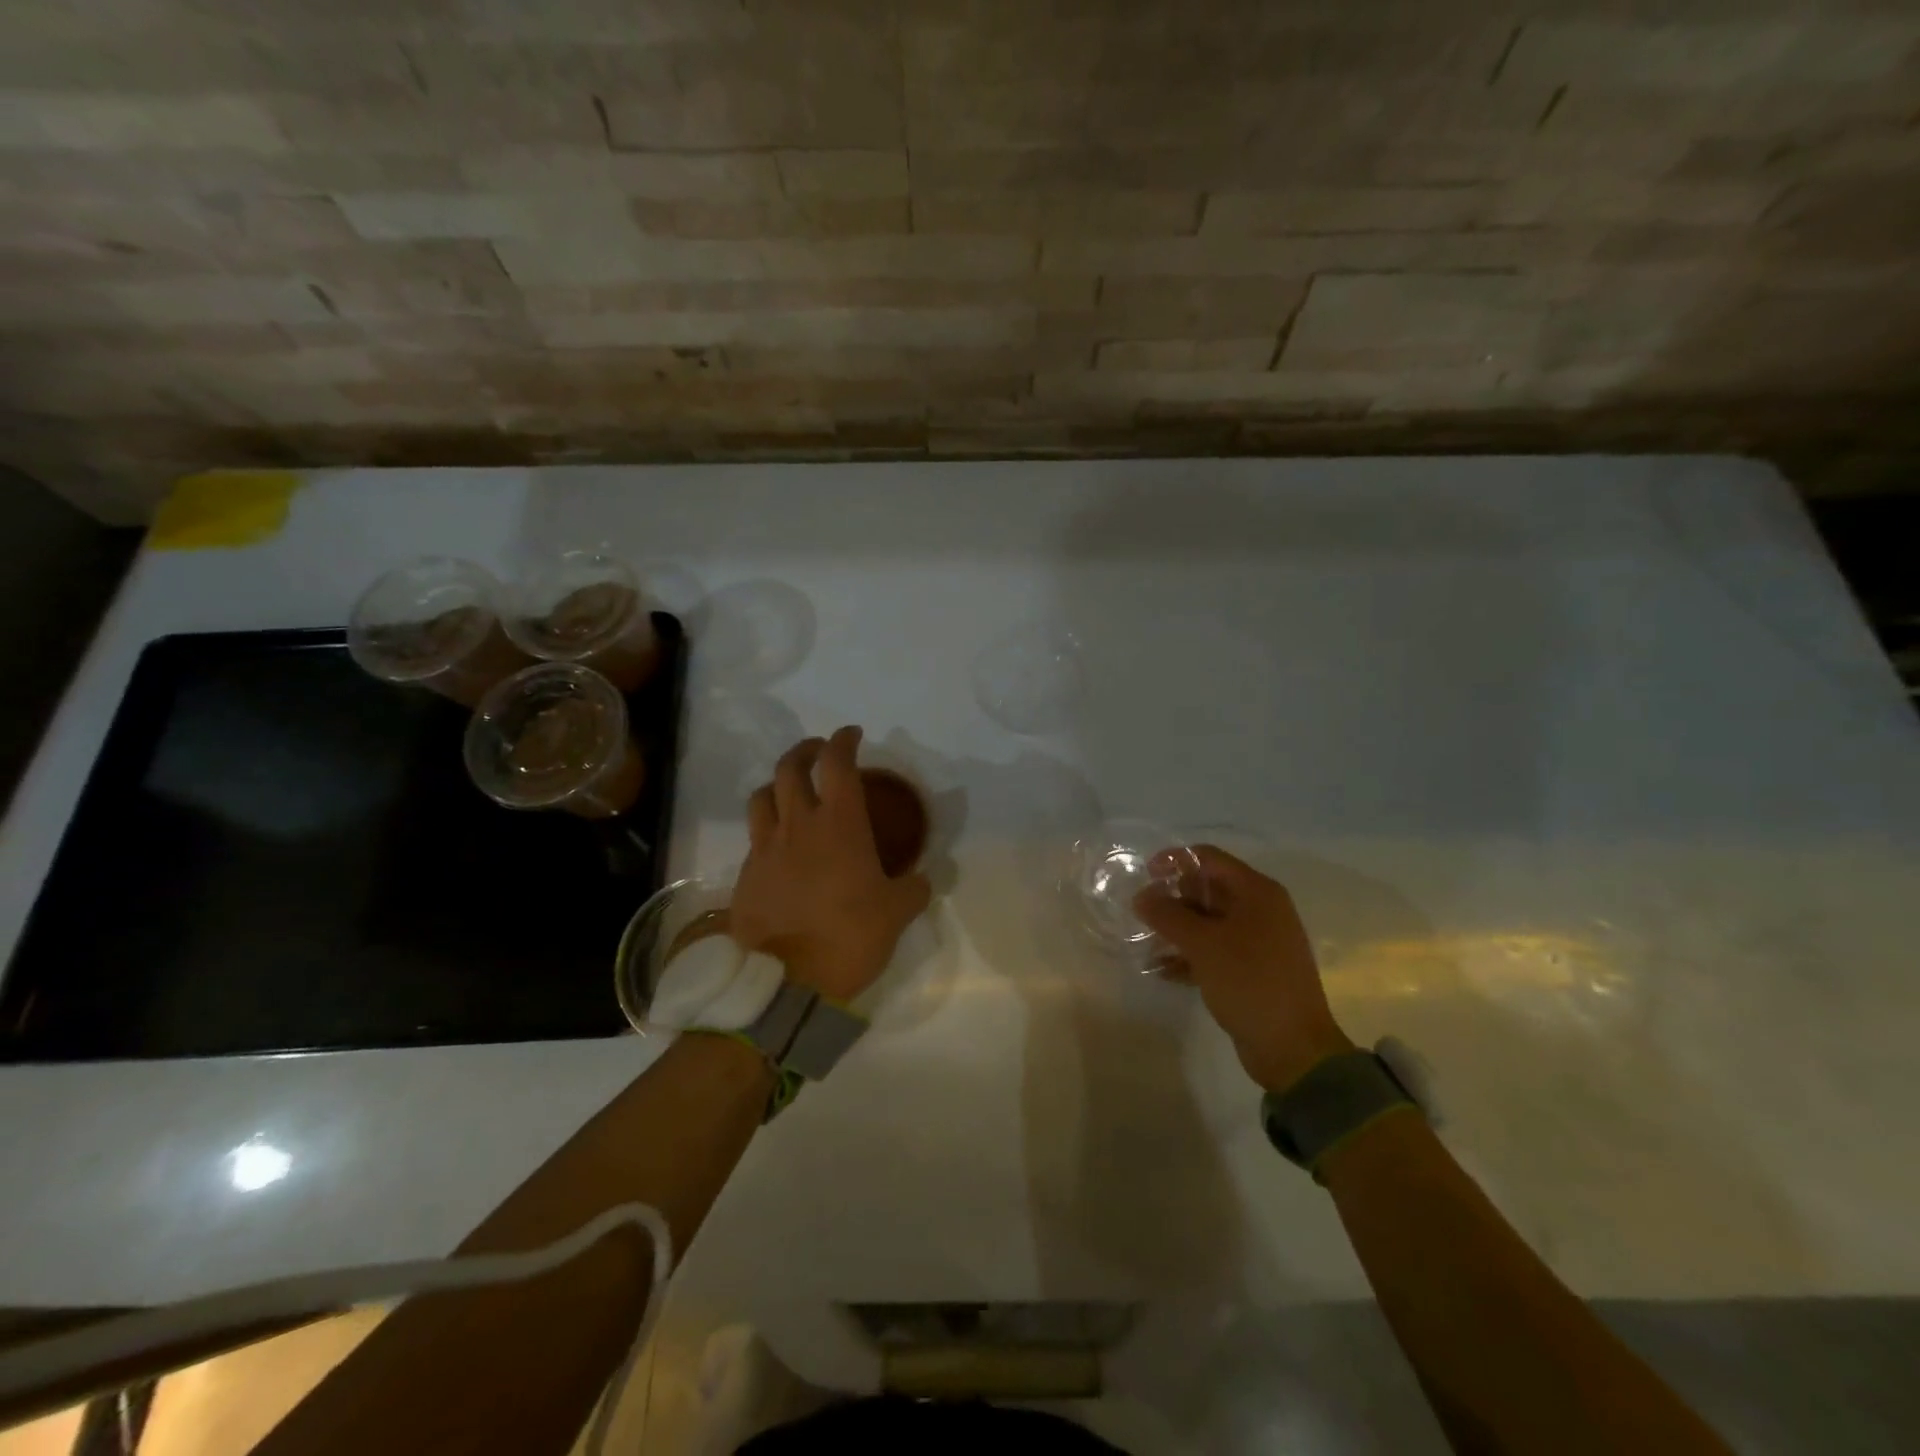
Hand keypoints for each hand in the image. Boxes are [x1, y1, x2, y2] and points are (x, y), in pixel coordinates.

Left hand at [731, 726, 932, 1002]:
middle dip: (805, 751)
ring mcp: (766, 849)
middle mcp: (798, 825)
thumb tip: (920, 878)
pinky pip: (754, 838)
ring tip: (790, 792)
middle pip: (789, 767)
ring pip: (762, 796)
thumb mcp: (897, 913)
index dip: (843, 740)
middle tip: (819, 753)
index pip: (837, 763)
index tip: (852, 734)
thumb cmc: (850, 938)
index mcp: (839, 823)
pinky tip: (780, 848)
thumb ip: (913, 887)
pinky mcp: (746, 876)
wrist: (787, 983)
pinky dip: (767, 829)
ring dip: (777, 785)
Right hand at [1134, 845, 1352, 1092]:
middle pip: (1208, 889)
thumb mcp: (1202, 944)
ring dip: (1177, 930)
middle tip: (1143, 915)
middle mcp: (1261, 910)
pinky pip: (1214, 950)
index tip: (1145, 876)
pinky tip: (1162, 971)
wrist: (1293, 1049)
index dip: (1175, 861)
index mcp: (1257, 892)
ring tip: (1146, 944)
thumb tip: (1141, 896)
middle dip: (1173, 899)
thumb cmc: (1249, 982)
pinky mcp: (1252, 969)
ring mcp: (1258, 941)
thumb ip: (1167, 915)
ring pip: (1208, 922)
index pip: (1209, 859)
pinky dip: (1189, 955)